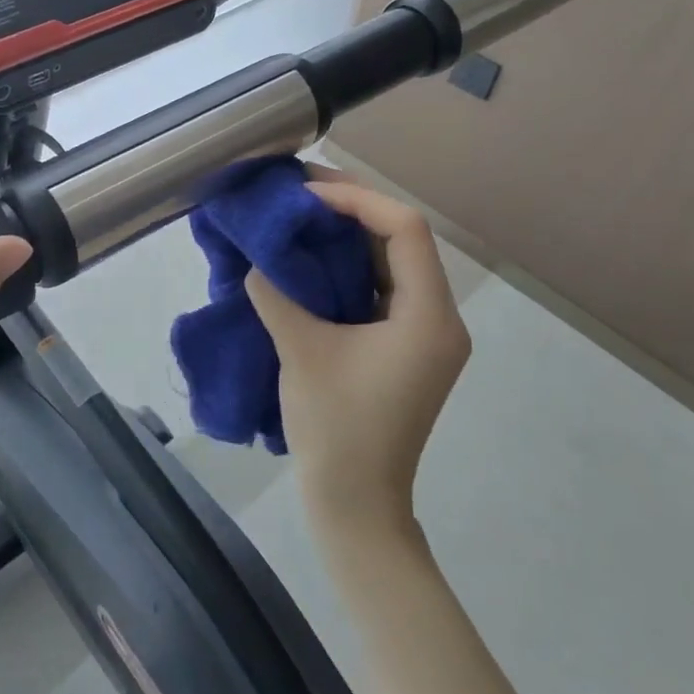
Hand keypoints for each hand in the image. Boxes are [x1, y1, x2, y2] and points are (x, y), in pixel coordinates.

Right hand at [246, 171, 471, 531]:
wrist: (356, 504)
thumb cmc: (336, 429)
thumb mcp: (300, 352)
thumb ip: (276, 294)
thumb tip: (255, 259)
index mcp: (428, 316)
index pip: (405, 229)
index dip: (357, 200)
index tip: (306, 195)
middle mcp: (439, 317)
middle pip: (403, 238)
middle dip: (352, 207)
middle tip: (299, 190)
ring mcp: (425, 333)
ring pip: (394, 260)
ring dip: (351, 233)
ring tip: (303, 212)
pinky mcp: (406, 346)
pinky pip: (384, 286)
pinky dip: (351, 264)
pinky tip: (314, 255)